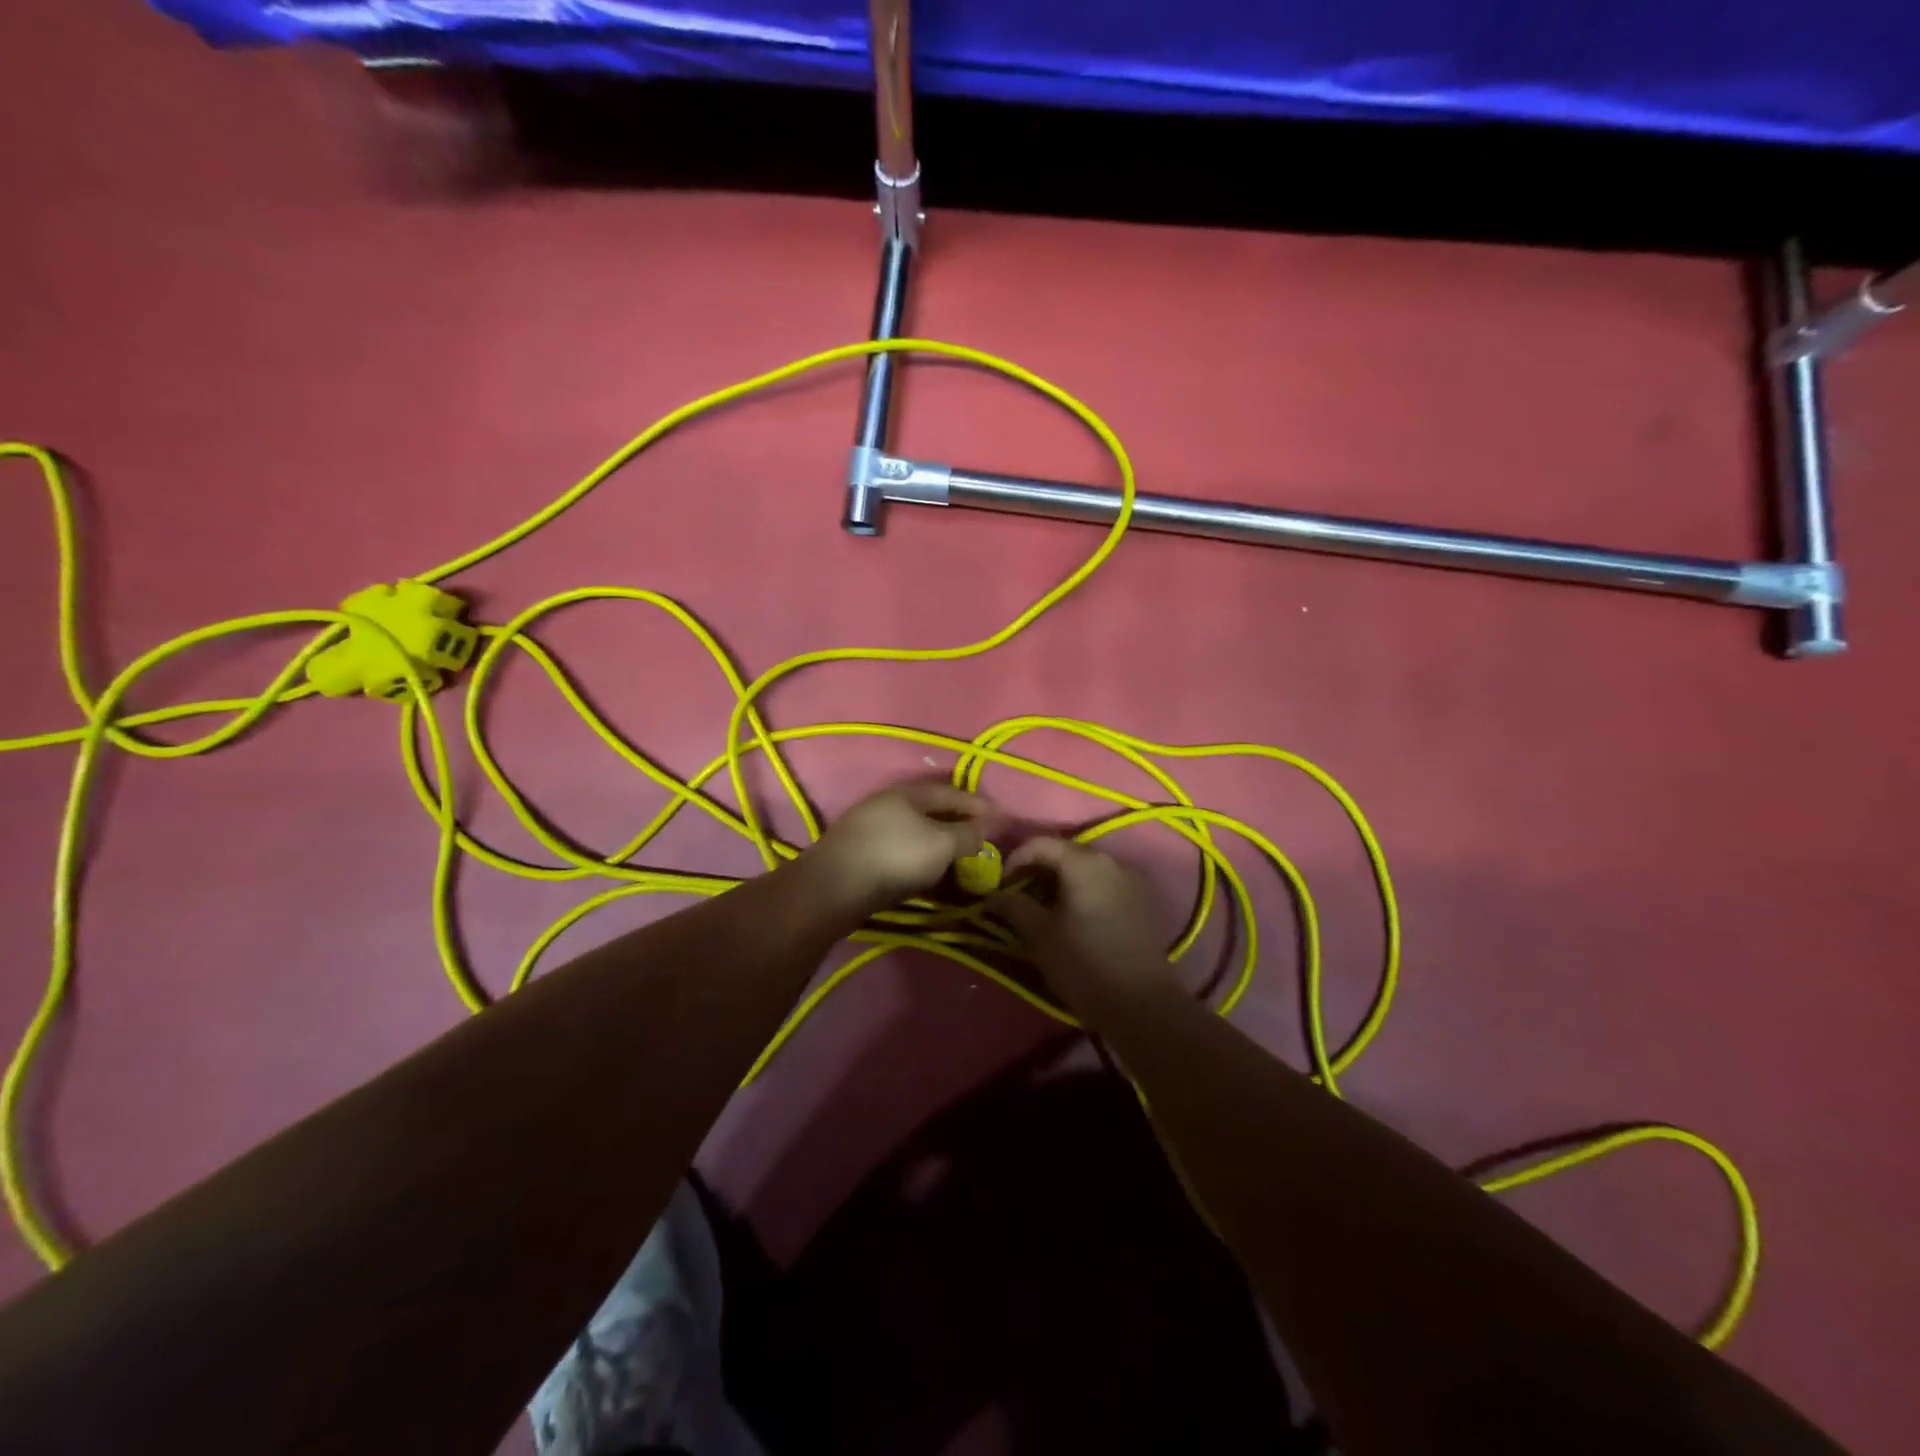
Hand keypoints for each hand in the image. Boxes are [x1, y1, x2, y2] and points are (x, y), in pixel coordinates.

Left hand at [804, 781, 1002, 917]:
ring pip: (915, 832)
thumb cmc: (895, 857)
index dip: (980, 805)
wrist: (834, 888)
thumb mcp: (942, 844)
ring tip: (959, 860)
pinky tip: (928, 874)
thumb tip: (996, 823)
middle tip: (982, 841)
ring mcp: (870, 828)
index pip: (953, 792)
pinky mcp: (860, 854)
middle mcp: (888, 803)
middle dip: (959, 824)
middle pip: (932, 811)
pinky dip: (920, 859)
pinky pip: (901, 851)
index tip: (1003, 821)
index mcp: (909, 792)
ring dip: (938, 844)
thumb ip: (970, 833)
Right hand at [990, 837, 1175, 1021]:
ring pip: (1084, 869)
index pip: (1040, 843)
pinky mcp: (1141, 902)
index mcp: (1085, 862)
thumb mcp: (1040, 935)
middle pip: (1064, 853)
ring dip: (1058, 882)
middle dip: (1035, 870)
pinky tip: (1070, 917)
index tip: (999, 886)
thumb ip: (1014, 906)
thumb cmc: (1084, 964)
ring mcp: (1131, 880)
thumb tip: (993, 895)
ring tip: (1040, 909)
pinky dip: (1080, 892)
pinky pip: (1102, 884)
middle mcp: (1111, 861)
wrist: (1143, 1005)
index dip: (1014, 859)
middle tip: (1016, 896)